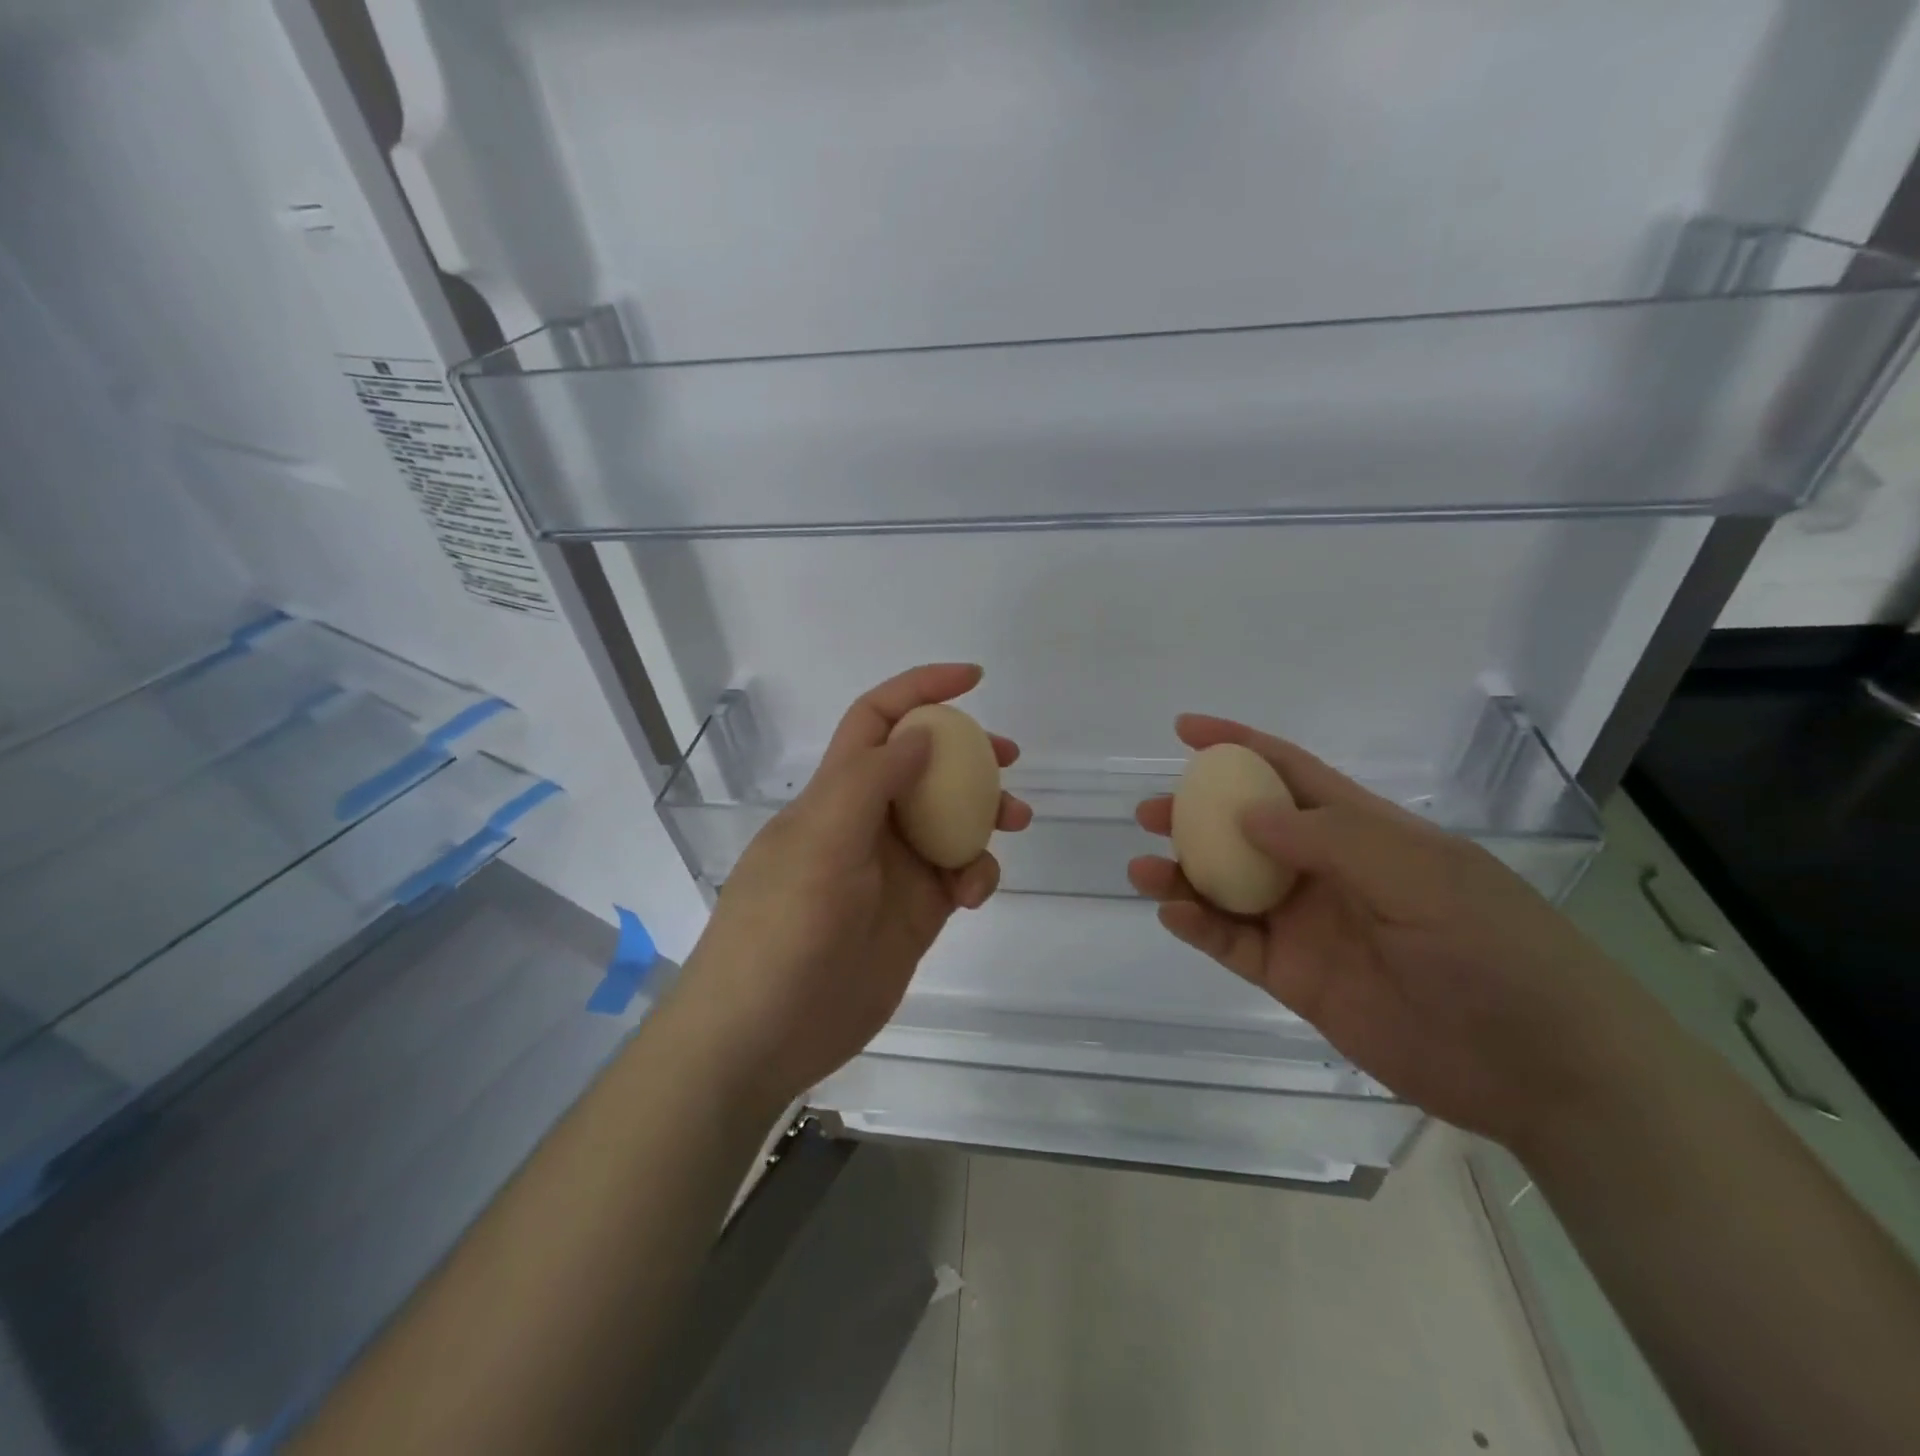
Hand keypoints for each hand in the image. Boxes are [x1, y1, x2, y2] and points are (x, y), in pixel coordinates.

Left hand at [669, 665, 1032, 1115]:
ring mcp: (892, 869)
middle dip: (968, 752)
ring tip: (1017, 820)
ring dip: (985, 813)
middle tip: (1010, 757)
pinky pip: (957, 875)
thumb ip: (873, 781)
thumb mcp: (822, 843)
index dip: (920, 689)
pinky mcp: (914, 913)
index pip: (877, 719)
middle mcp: (866, 822)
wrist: (762, 1036)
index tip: (973, 679)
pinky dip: (976, 874)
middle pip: (924, 766)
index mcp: (836, 793)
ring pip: (950, 820)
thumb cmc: (783, 930)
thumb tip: (923, 733)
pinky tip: (974, 894)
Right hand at [1128, 714, 1675, 1149]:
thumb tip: (1244, 812)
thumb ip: (1329, 839)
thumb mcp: (1420, 875)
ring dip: (1184, 873)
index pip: (1290, 772)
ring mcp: (1308, 926)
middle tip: (1148, 812)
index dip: (1238, 746)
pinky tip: (1172, 913)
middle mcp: (1327, 871)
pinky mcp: (1296, 979)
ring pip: (1229, 887)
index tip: (1185, 731)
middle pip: (1245, 829)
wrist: (1542, 1070)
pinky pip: (1234, 945)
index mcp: (1363, 831)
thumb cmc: (1495, 950)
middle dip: (1195, 814)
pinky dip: (1199, 927)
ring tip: (1143, 868)